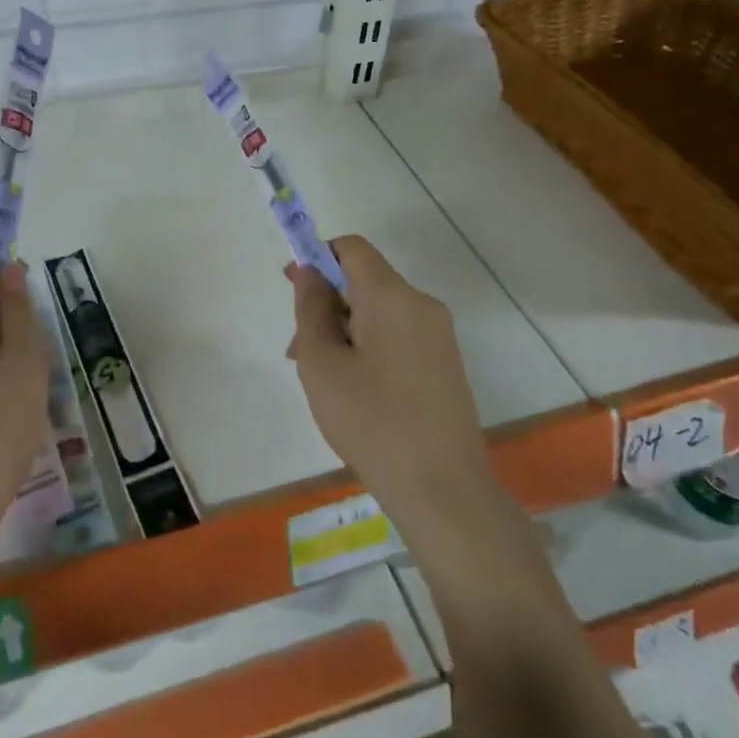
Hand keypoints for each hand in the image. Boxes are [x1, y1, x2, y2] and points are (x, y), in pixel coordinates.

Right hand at [288, 236, 493, 535]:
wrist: (443, 489)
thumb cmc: (371, 421)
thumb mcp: (322, 363)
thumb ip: (311, 308)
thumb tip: (312, 272)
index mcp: (392, 296)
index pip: (352, 248)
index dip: (318, 257)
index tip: (293, 289)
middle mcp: (422, 304)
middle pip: (365, 281)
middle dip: (326, 304)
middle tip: (299, 352)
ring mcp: (439, 336)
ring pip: (379, 312)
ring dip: (344, 330)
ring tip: (322, 380)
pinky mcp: (446, 364)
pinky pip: (398, 336)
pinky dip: (369, 347)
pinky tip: (355, 392)